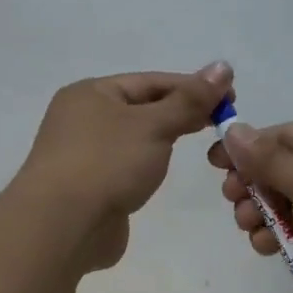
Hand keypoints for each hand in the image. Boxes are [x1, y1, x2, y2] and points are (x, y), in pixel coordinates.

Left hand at [15, 62, 231, 271]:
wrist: (61, 226)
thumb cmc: (107, 163)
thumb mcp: (154, 125)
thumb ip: (189, 100)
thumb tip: (223, 66)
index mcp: (91, 93)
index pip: (151, 82)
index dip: (193, 87)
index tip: (231, 99)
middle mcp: (82, 118)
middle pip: (142, 108)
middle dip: (181, 112)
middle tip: (223, 122)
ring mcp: (82, 155)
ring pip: (134, 139)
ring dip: (164, 139)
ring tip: (200, 145)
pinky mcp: (88, 188)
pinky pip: (125, 167)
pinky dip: (147, 165)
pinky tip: (163, 173)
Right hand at [206, 119, 292, 292]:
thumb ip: (267, 159)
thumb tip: (234, 129)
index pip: (284, 136)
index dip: (248, 148)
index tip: (214, 163)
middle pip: (280, 171)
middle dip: (252, 185)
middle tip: (232, 199)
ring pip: (283, 206)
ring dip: (260, 215)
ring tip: (251, 226)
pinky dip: (277, 239)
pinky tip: (267, 247)